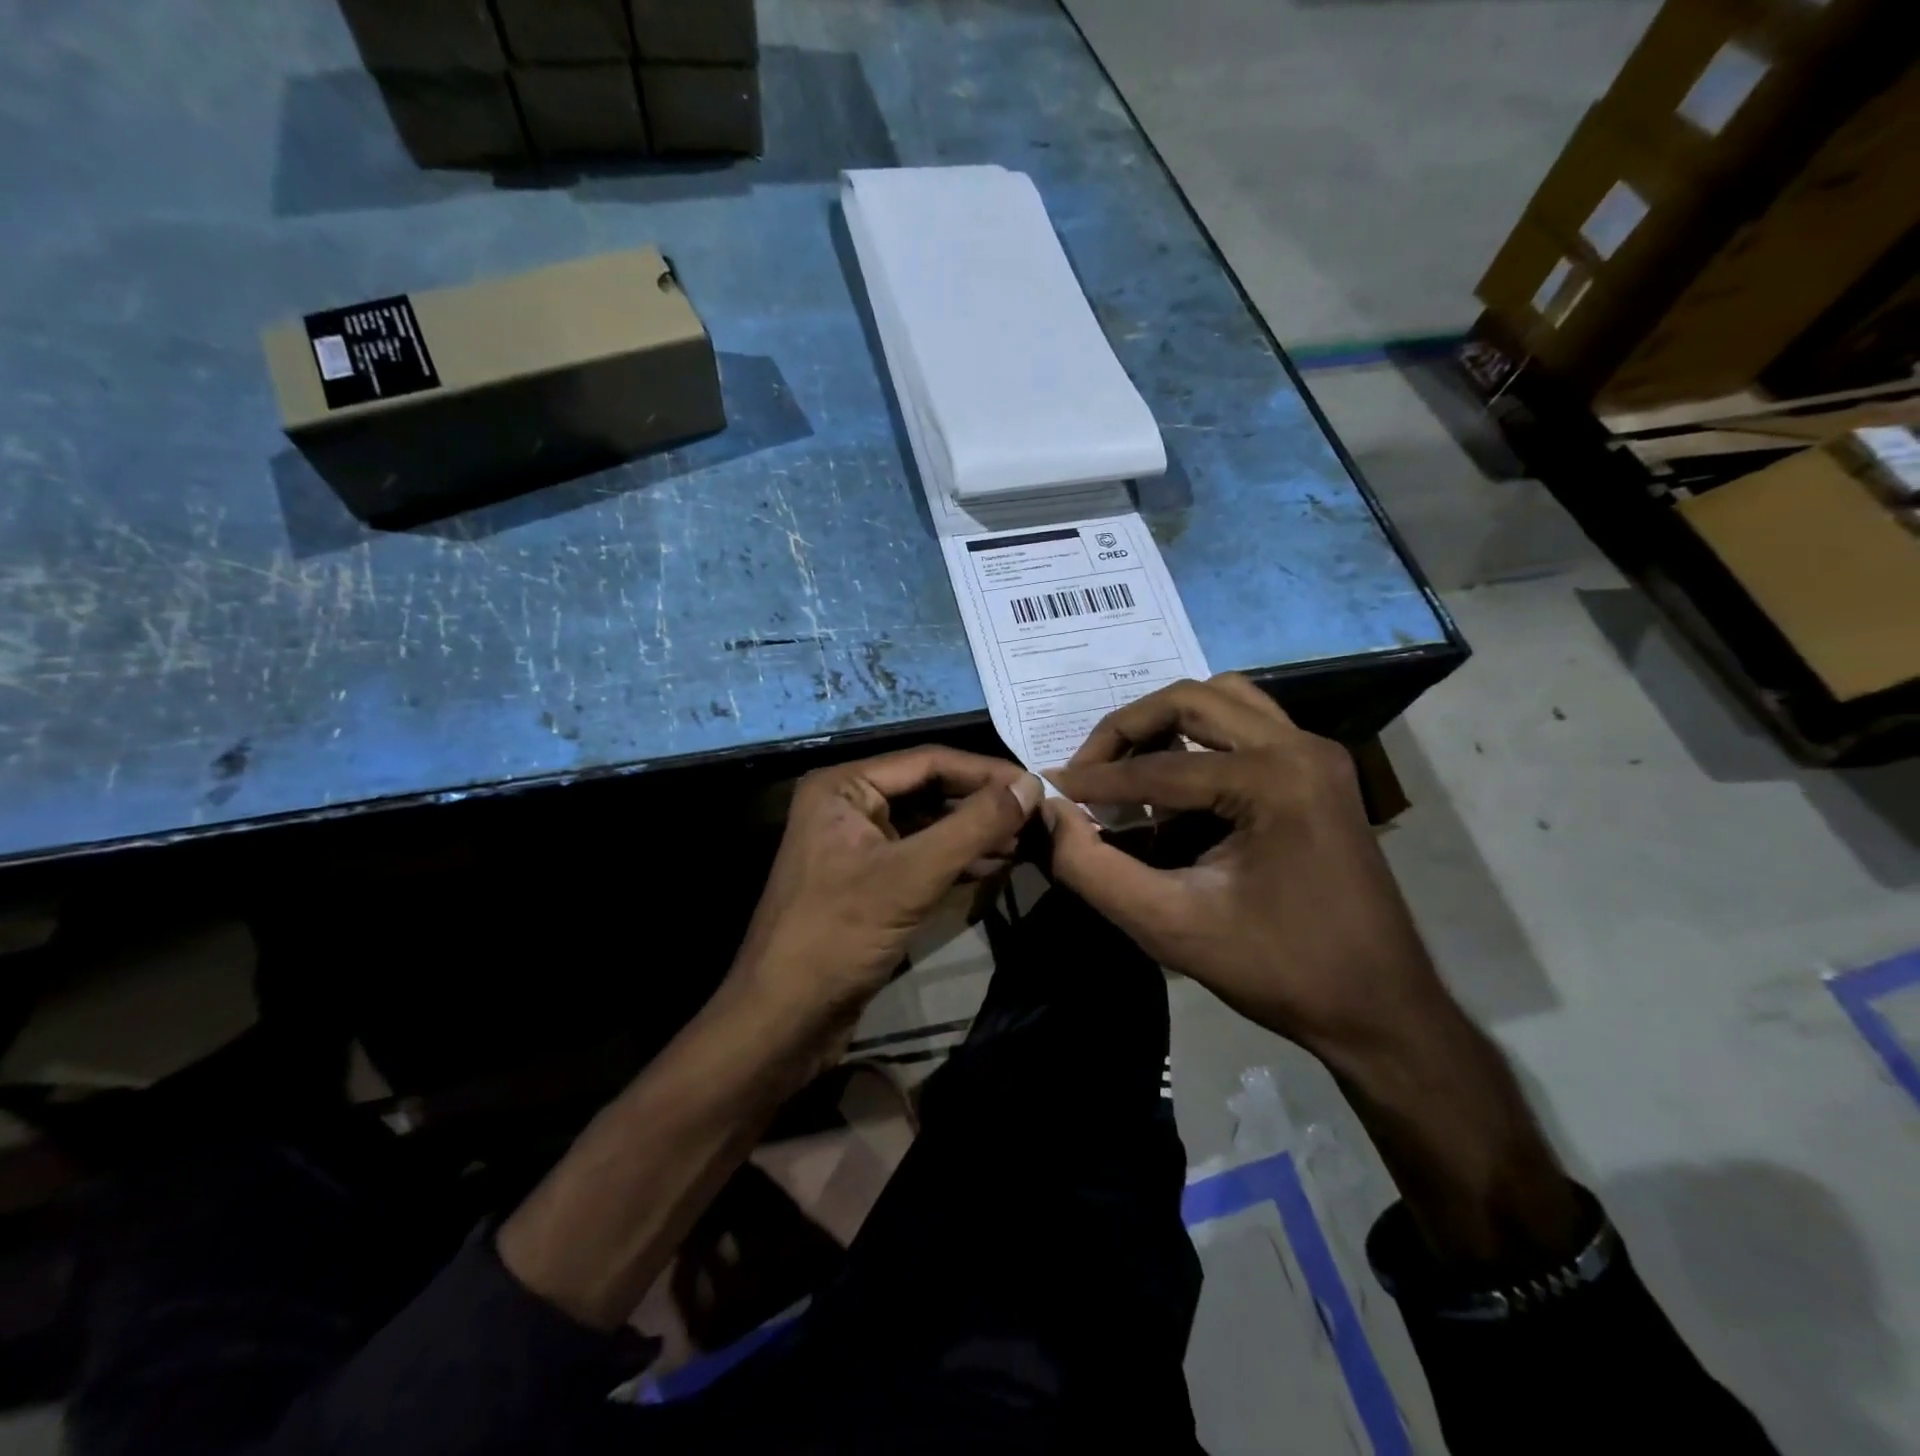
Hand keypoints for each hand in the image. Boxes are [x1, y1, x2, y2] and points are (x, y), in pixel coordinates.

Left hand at [730, 747, 1042, 1037]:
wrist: (783, 1020)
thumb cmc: (838, 936)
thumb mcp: (911, 876)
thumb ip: (973, 827)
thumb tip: (1031, 786)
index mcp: (844, 786)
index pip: (928, 762)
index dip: (986, 772)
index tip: (1037, 787)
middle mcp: (849, 804)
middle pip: (930, 790)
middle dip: (982, 804)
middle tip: (1037, 816)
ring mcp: (858, 843)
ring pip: (929, 824)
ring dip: (975, 832)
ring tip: (1026, 840)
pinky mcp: (869, 879)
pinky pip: (921, 855)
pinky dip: (958, 858)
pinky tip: (996, 864)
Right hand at [1046, 678, 1583, 1266]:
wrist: (1378, 1007)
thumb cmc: (1278, 970)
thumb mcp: (1170, 926)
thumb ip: (1094, 869)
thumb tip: (1048, 816)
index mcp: (1273, 780)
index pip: (1160, 765)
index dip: (1095, 780)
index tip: (1048, 788)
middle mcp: (1300, 747)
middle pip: (1192, 699)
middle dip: (1127, 729)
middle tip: (1087, 770)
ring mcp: (1317, 753)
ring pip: (1224, 698)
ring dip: (1166, 722)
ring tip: (1127, 765)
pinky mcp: (1320, 769)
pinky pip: (1247, 722)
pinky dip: (1201, 735)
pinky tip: (1175, 779)